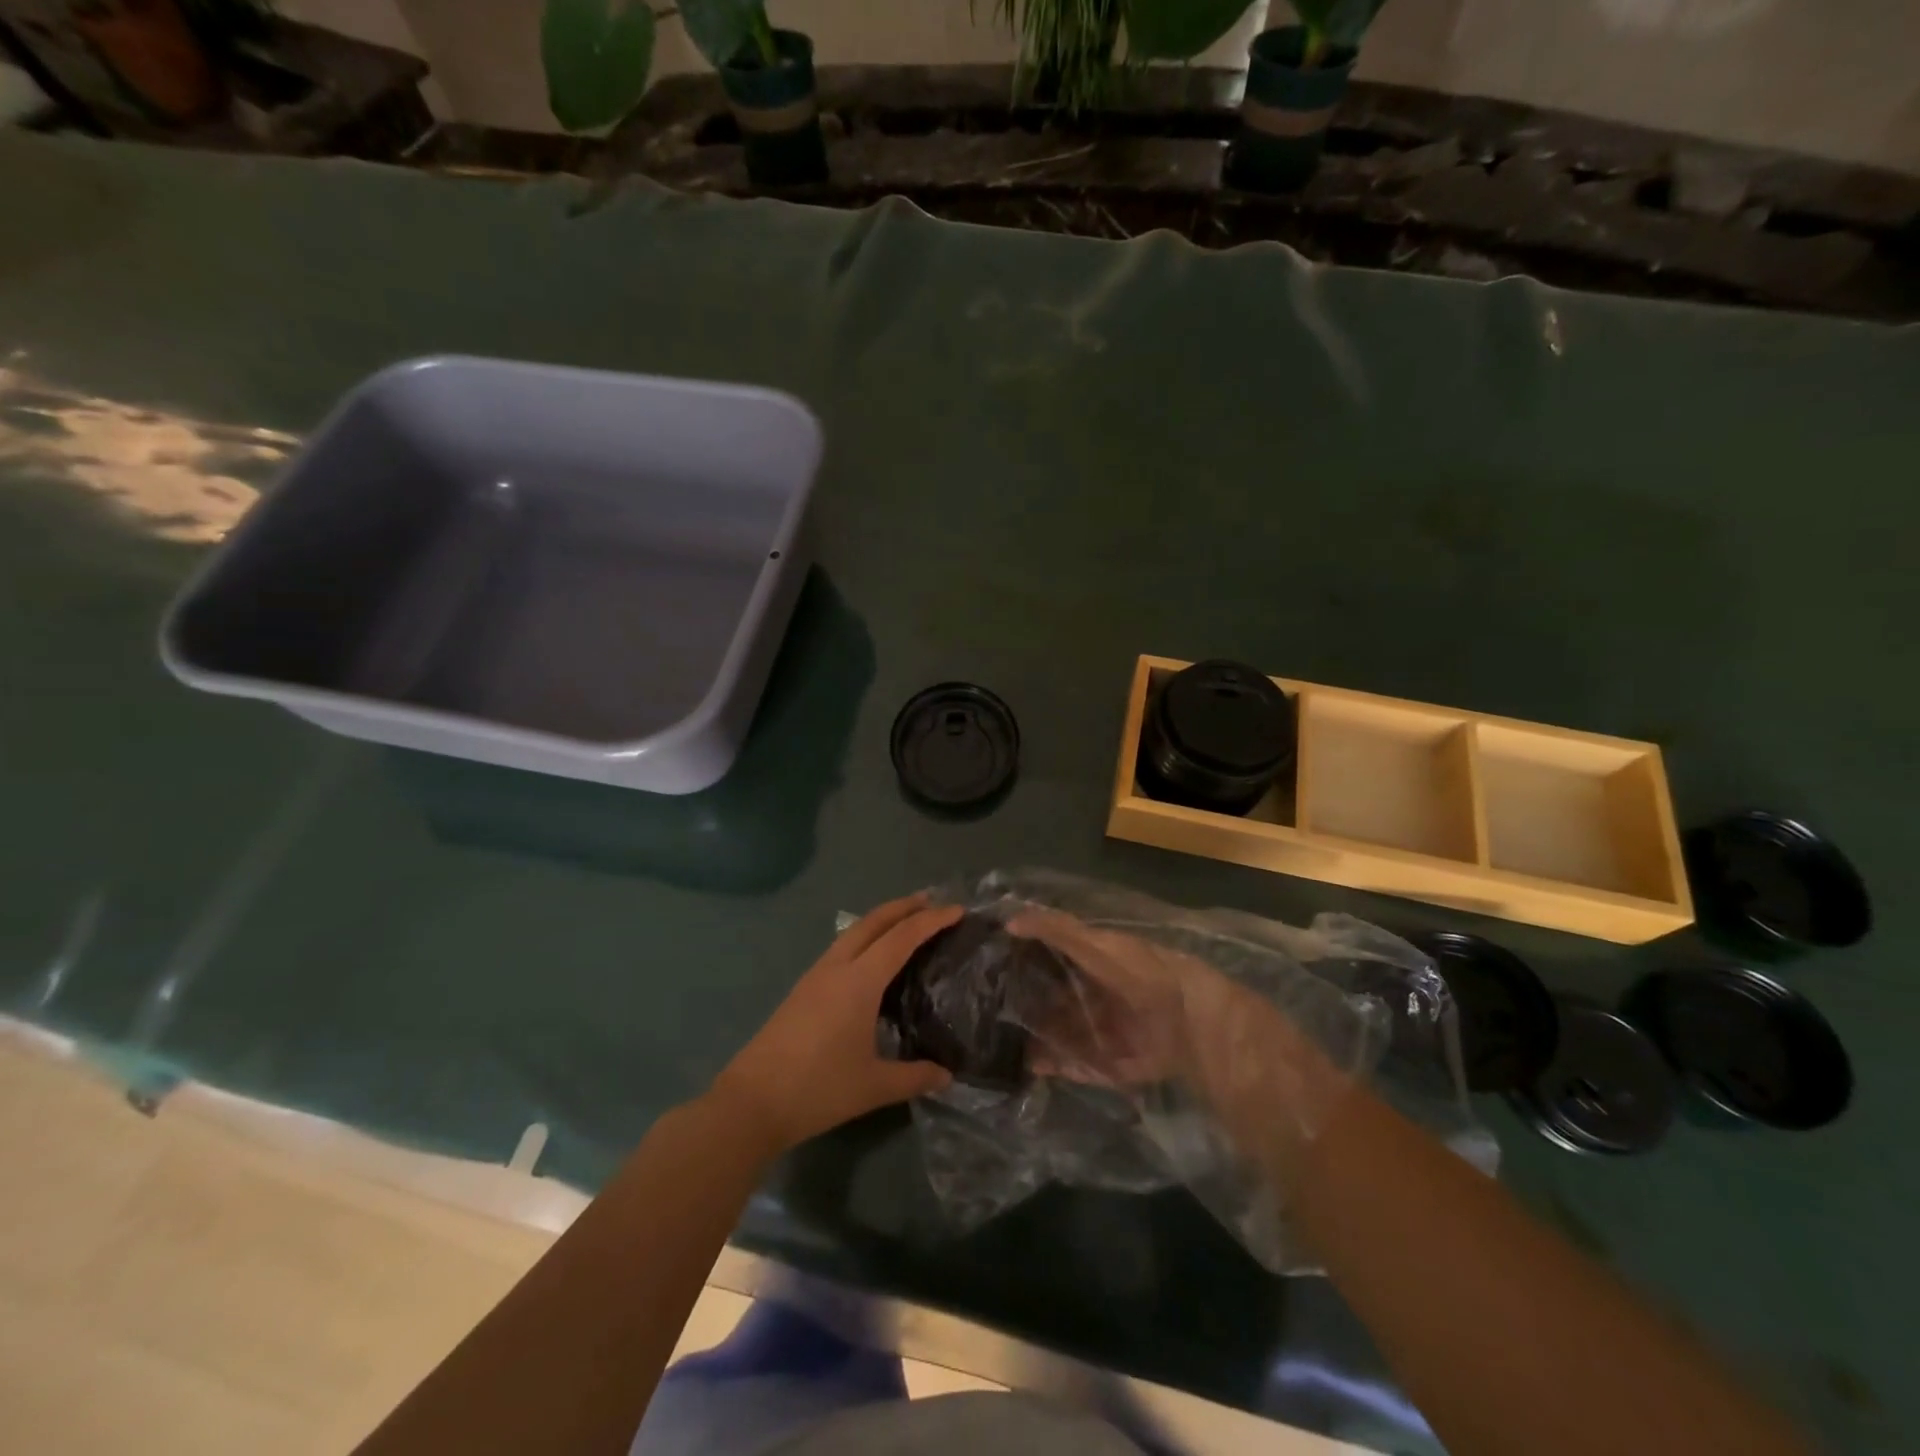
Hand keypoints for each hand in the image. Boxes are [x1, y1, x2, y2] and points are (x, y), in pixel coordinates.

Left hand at [708, 894, 960, 1153]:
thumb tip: (946, 1076)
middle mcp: (837, 967)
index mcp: (859, 981)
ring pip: (854, 932)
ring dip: (881, 920)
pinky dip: (864, 938)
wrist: (751, 1102)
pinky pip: (841, 948)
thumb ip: (914, 1077)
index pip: (902, 938)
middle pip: (874, 921)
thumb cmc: (818, 1089)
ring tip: (905, 922)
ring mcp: (815, 976)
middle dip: (904, 906)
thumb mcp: (874, 1086)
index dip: (931, 921)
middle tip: (932, 902)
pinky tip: (870, 958)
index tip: (957, 910)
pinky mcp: (802, 989)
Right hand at [1009, 909, 1348, 1177]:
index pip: (1054, 954)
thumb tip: (1011, 918)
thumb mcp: (1100, 945)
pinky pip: (1080, 1064)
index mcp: (1100, 959)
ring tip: (999, 1041)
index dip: (1025, 956)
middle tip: (987, 1007)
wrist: (1196, 1027)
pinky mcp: (1117, 1064)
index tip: (991, 960)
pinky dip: (1056, 1065)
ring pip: (1062, 1031)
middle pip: (1055, 995)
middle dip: (1025, 1001)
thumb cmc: (1145, 974)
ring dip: (1036, 1036)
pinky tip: (1030, 1066)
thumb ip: (1058, 929)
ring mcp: (1108, 1030)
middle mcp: (1101, 993)